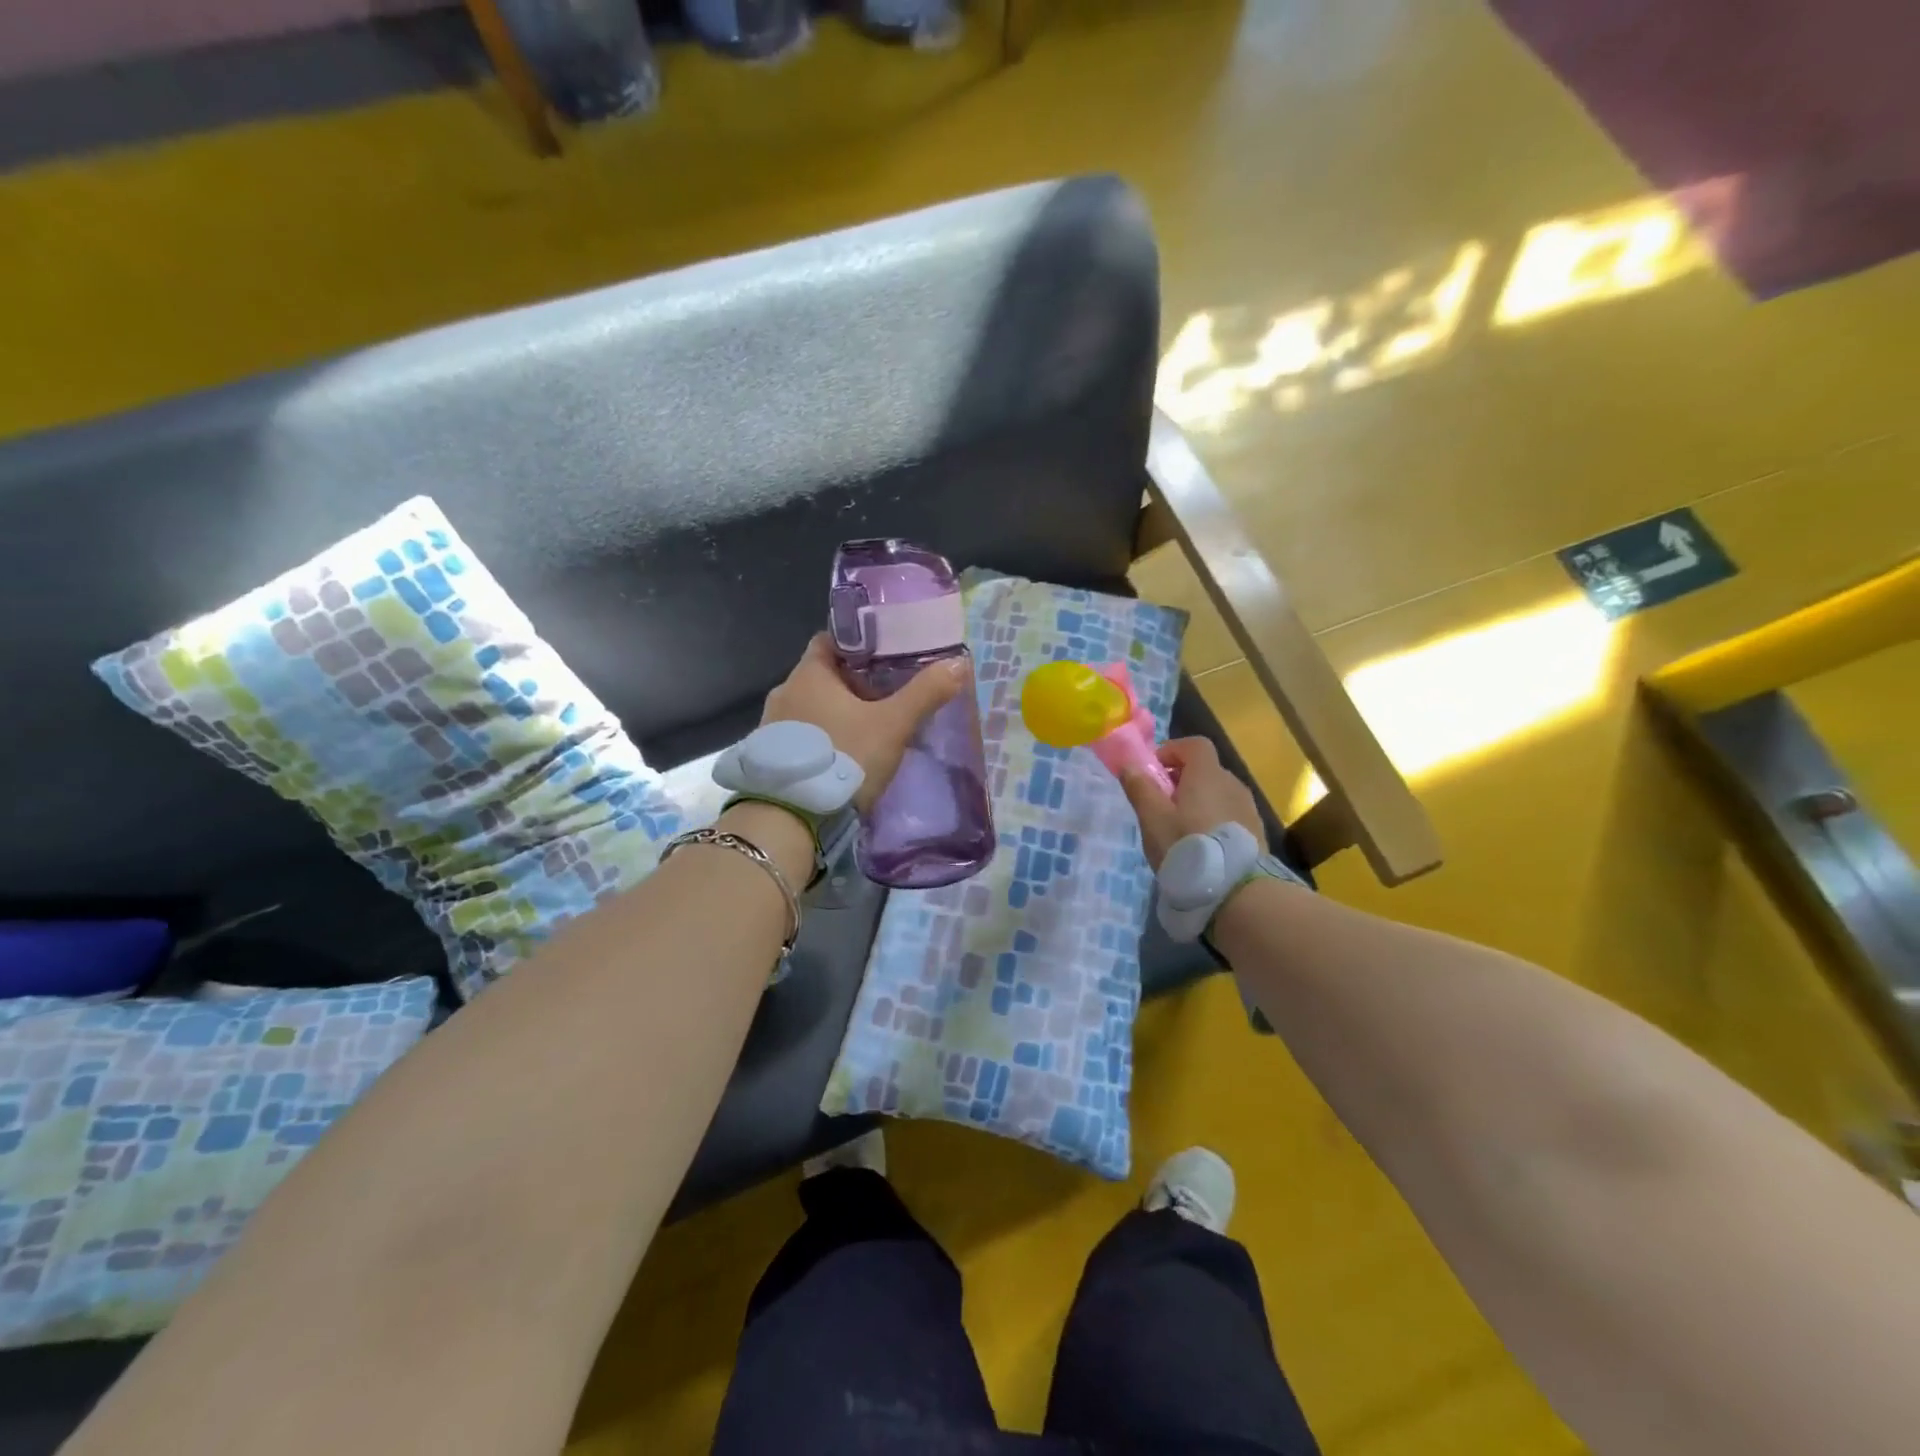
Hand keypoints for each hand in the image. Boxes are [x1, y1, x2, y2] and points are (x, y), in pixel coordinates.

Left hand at [761, 633, 967, 811]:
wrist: (791, 818)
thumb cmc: (842, 758)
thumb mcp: (892, 726)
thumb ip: (925, 693)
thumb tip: (959, 663)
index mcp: (809, 673)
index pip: (831, 641)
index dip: (858, 645)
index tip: (885, 657)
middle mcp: (784, 691)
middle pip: (823, 675)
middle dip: (852, 683)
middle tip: (887, 695)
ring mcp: (771, 724)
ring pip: (811, 706)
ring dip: (836, 713)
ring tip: (868, 727)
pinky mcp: (770, 756)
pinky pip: (800, 734)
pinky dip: (821, 736)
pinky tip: (842, 754)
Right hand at [1119, 737, 1265, 869]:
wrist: (1235, 891)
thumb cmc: (1186, 847)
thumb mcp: (1153, 819)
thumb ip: (1140, 788)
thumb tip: (1129, 764)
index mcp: (1208, 775)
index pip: (1194, 745)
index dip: (1172, 751)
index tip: (1154, 772)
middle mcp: (1233, 784)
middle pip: (1205, 770)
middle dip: (1181, 780)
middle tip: (1161, 806)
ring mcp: (1248, 808)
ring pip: (1218, 794)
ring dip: (1199, 802)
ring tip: (1181, 830)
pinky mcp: (1256, 832)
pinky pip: (1230, 814)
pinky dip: (1214, 820)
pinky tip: (1203, 847)